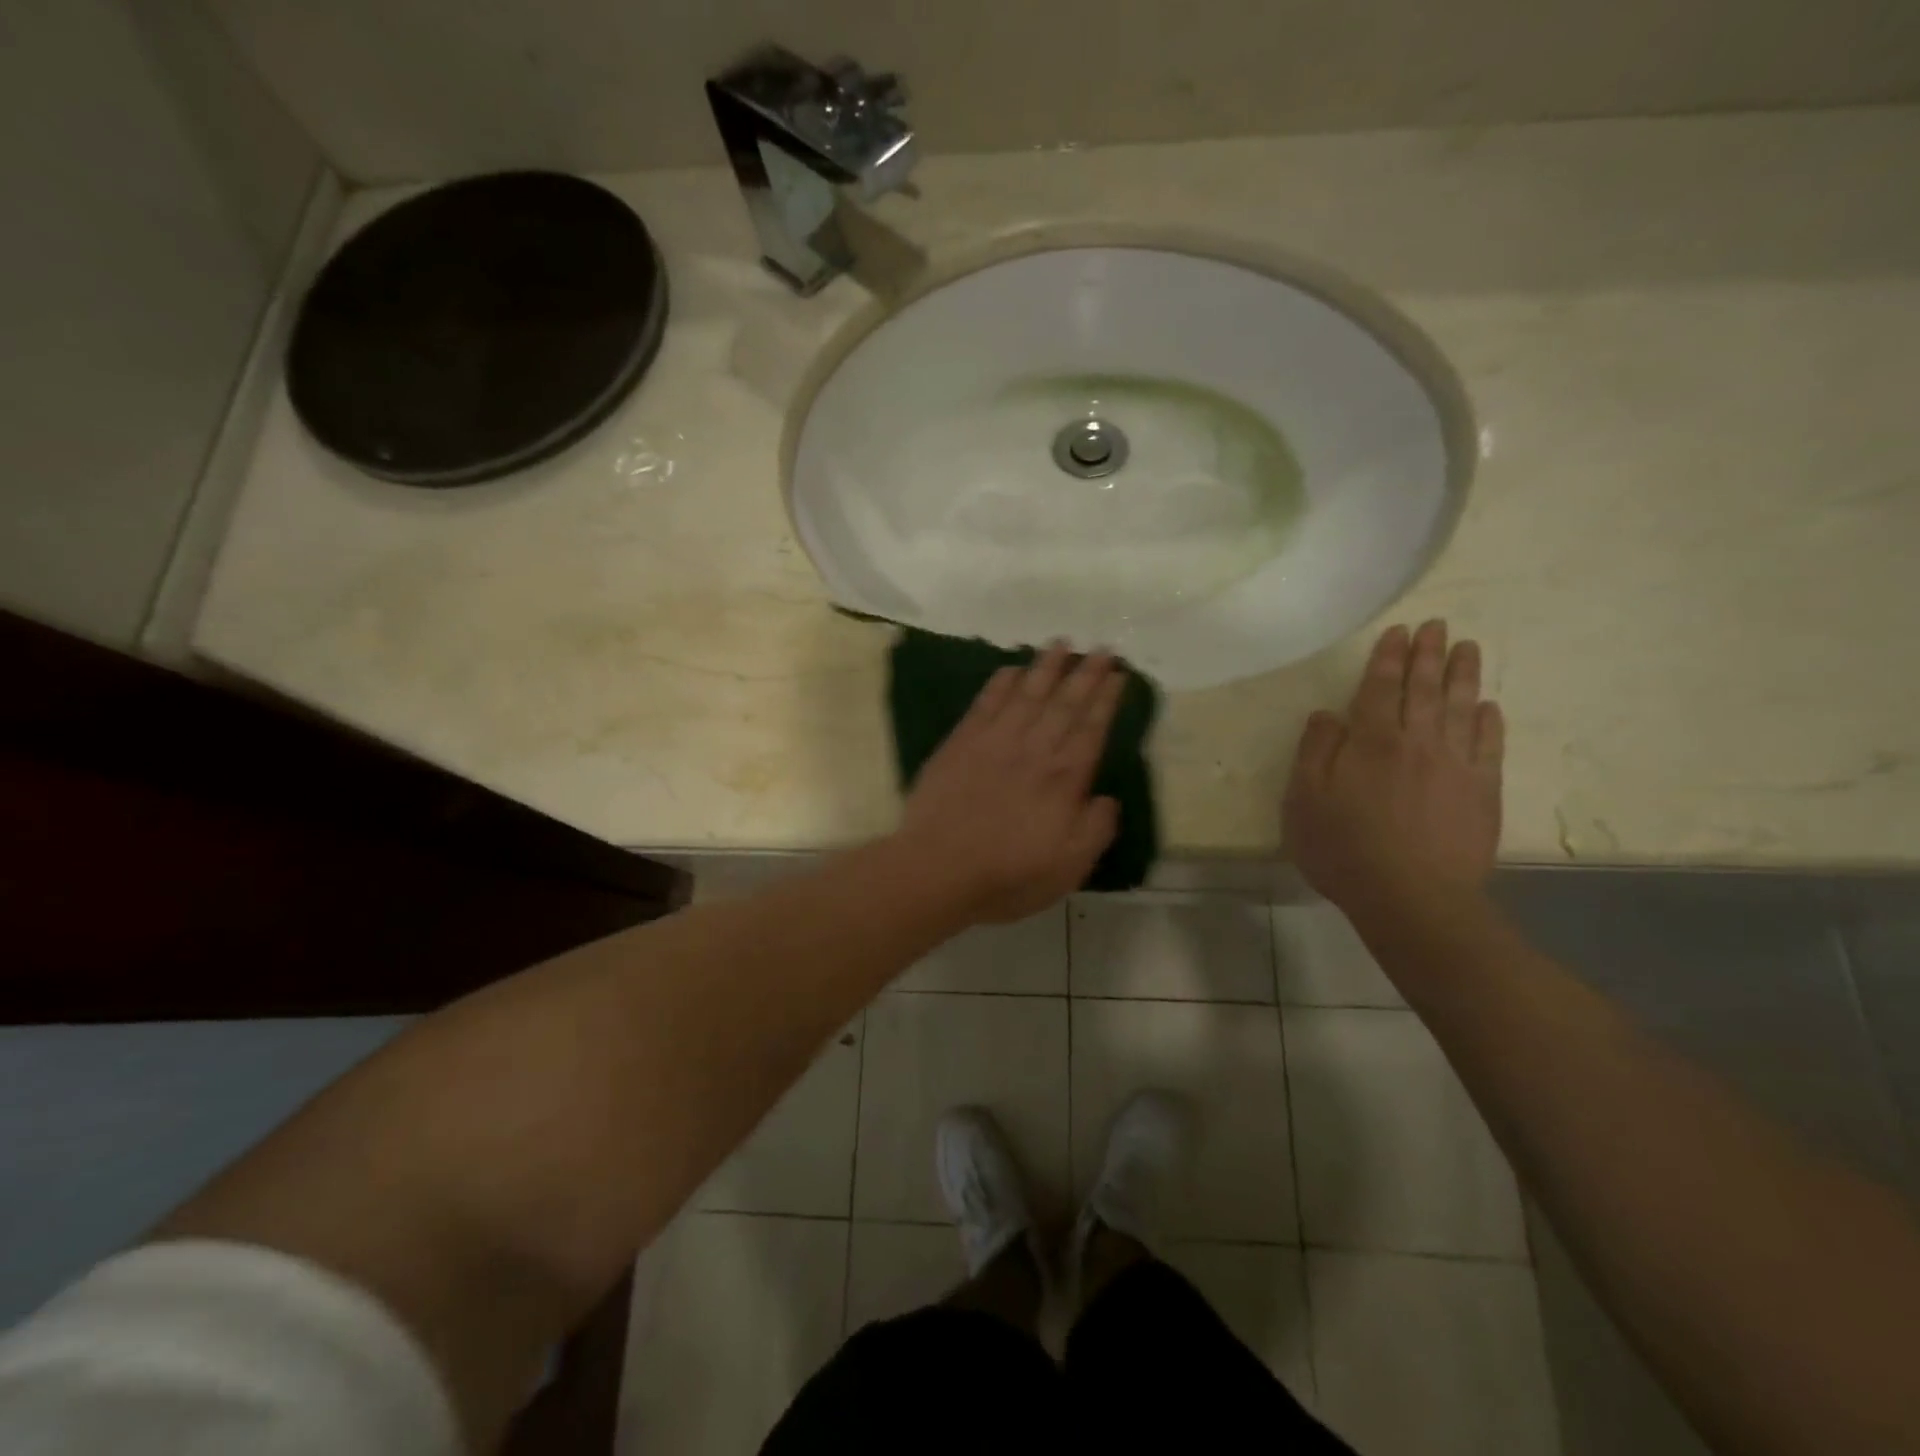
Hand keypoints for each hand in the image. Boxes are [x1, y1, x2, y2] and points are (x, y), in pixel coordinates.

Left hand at [896, 643, 1124, 924]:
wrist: (937, 869)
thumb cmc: (1007, 875)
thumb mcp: (1068, 868)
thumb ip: (1095, 830)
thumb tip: (1106, 798)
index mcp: (1063, 779)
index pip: (1092, 729)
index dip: (1106, 700)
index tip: (1118, 674)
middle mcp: (1033, 750)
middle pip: (1064, 703)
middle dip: (1085, 674)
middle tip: (1101, 647)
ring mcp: (994, 742)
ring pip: (1026, 694)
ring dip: (1046, 667)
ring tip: (1061, 644)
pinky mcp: (961, 743)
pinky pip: (985, 704)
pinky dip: (1000, 684)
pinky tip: (1011, 669)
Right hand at [1283, 620, 1503, 922]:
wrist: (1412, 897)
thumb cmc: (1344, 848)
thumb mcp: (1304, 800)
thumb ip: (1314, 752)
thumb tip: (1328, 715)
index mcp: (1371, 740)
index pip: (1381, 686)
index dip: (1389, 657)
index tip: (1399, 631)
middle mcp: (1417, 741)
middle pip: (1425, 688)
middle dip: (1429, 654)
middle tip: (1438, 625)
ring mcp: (1456, 764)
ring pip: (1460, 707)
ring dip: (1463, 675)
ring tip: (1468, 647)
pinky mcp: (1483, 791)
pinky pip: (1489, 745)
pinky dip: (1489, 721)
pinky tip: (1489, 706)